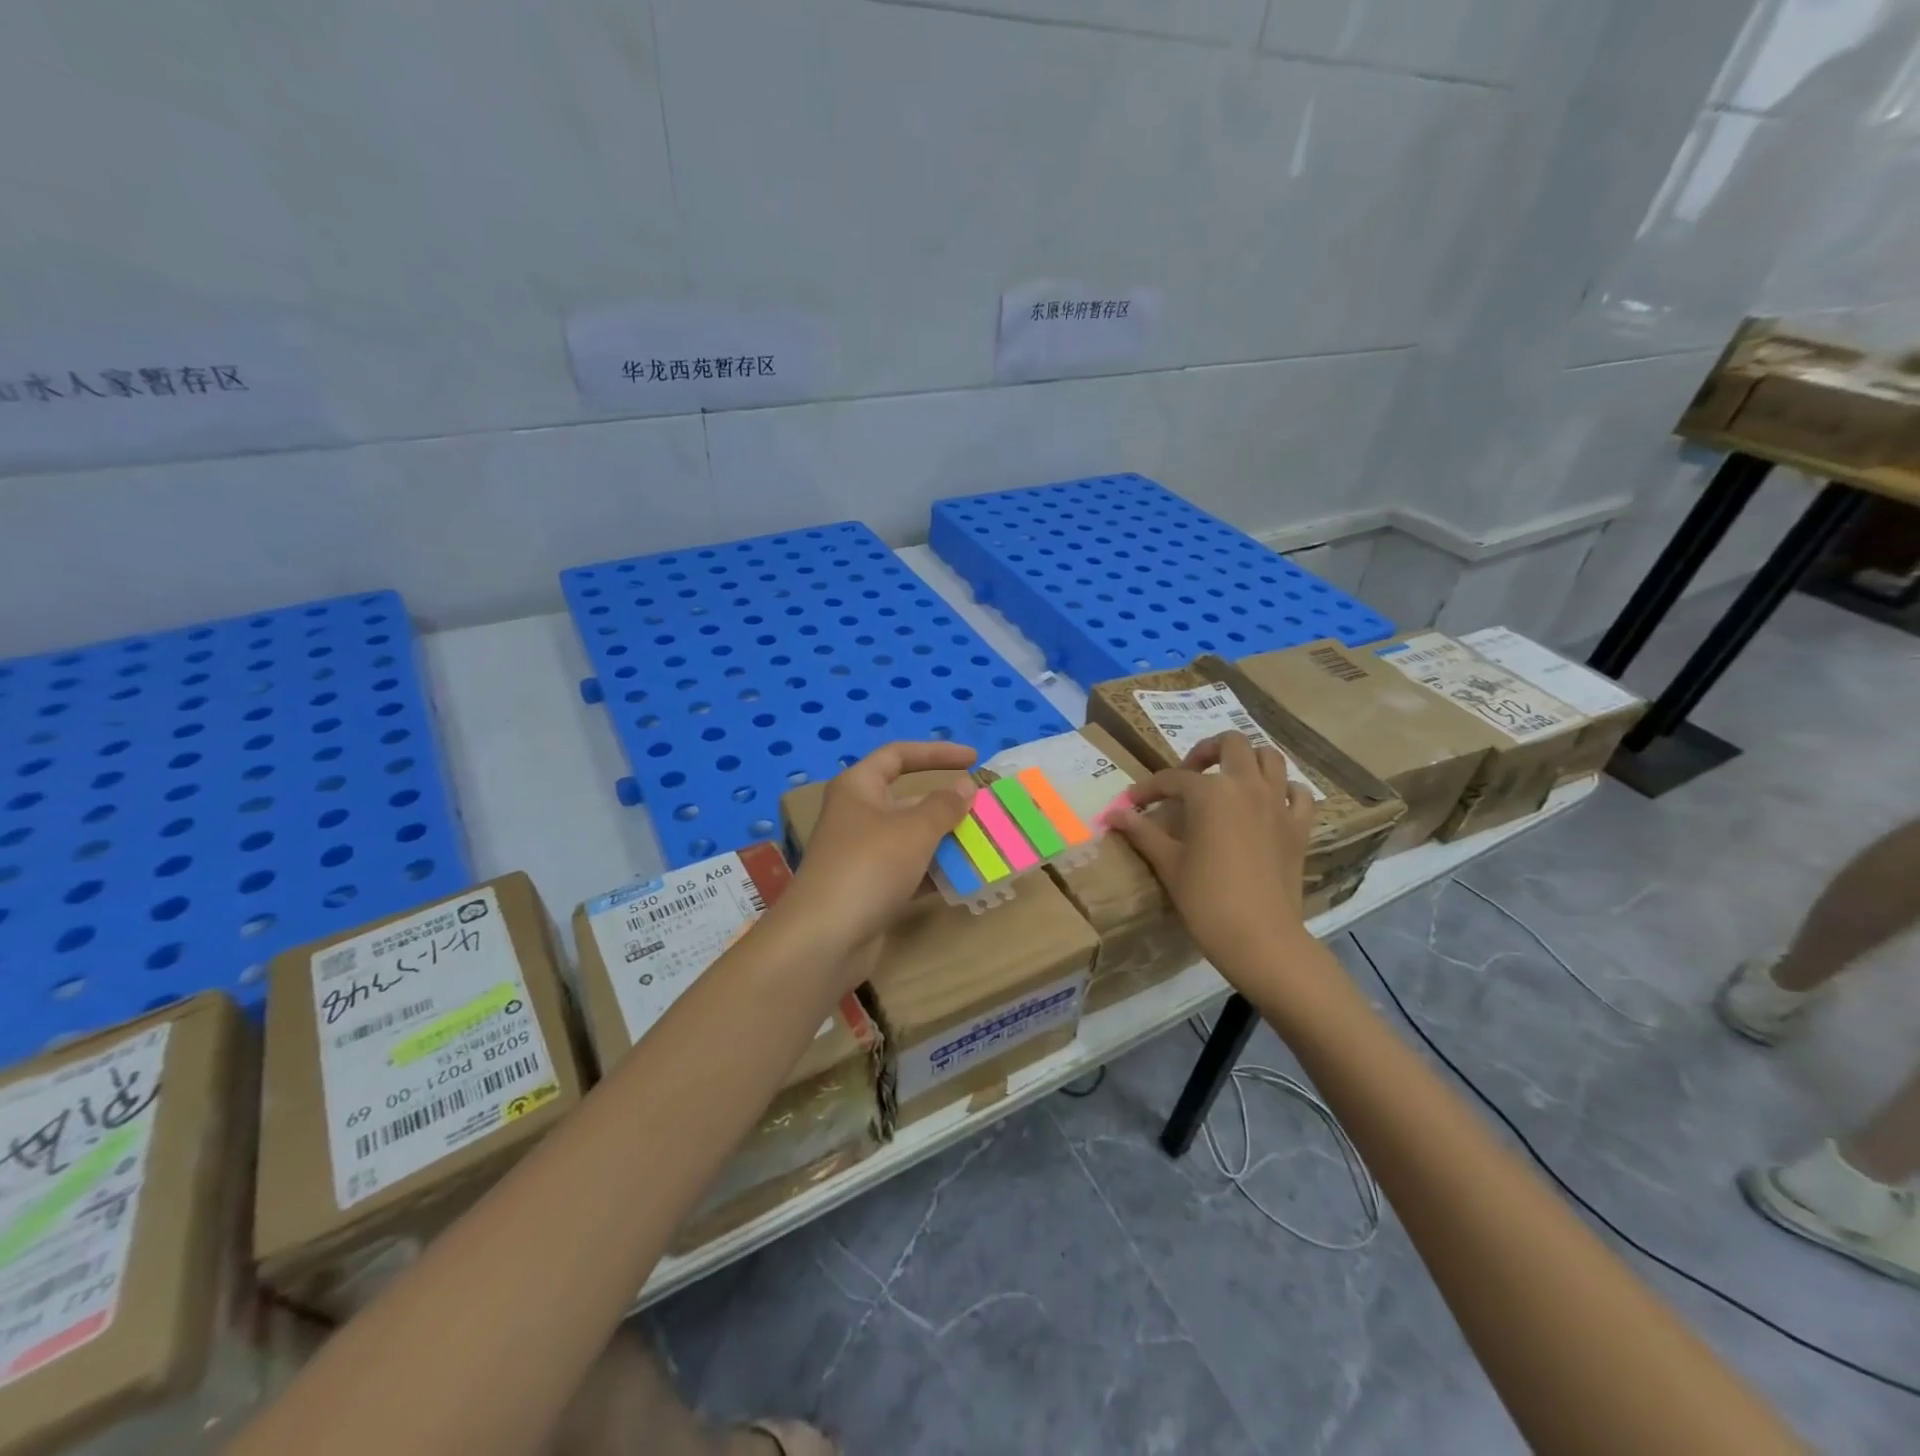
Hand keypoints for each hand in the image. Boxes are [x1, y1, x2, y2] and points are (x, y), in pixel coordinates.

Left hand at [776, 741, 976, 959]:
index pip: (898, 755)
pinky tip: (964, 880)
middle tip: (986, 813)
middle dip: (947, 806)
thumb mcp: (914, 830)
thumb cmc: (870, 866)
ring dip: (946, 842)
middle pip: (907, 800)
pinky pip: (908, 871)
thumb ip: (944, 805)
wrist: (825, 939)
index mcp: (858, 788)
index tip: (973, 760)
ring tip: (986, 846)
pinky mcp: (868, 888)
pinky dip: (934, 873)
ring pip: (911, 839)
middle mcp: (857, 815)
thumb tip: (965, 786)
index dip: (936, 753)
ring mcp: (861, 854)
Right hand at [1106, 731, 1318, 975]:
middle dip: (1206, 751)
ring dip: (1247, 760)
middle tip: (1189, 774)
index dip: (1148, 789)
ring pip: (1269, 757)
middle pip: (1231, 744)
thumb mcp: (1167, 862)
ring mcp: (1278, 803)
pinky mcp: (1299, 826)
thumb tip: (1113, 814)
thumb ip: (1142, 831)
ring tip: (1229, 780)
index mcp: (1211, 792)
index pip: (1173, 779)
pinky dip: (1283, 789)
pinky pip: (1298, 792)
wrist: (1259, 937)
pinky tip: (1268, 803)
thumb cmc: (1205, 899)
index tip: (1132, 803)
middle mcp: (1247, 786)